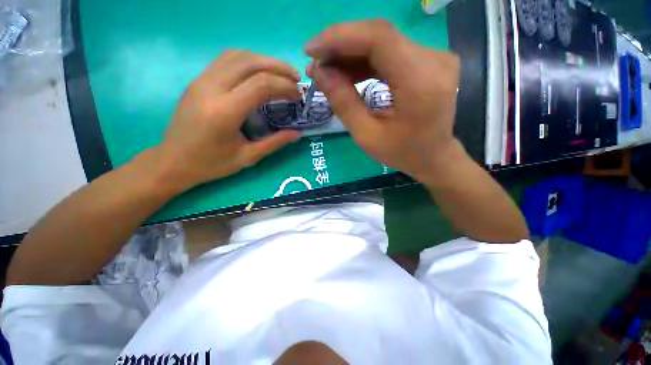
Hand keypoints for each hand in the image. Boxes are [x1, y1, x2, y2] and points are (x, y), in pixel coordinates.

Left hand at [156, 51, 301, 190]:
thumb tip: (297, 134)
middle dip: (279, 67)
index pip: (261, 84)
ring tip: (281, 74)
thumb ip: (275, 143)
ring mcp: (201, 80)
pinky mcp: (198, 80)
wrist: (173, 161)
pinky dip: (249, 61)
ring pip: (237, 56)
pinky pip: (226, 60)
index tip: (298, 95)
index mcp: (225, 111)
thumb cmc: (211, 163)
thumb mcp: (248, 157)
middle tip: (296, 79)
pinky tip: (259, 73)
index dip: (284, 86)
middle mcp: (211, 88)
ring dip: (264, 61)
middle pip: (251, 62)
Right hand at [305, 20, 461, 182]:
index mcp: (420, 83)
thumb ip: (344, 104)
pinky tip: (347, 72)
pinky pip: (391, 52)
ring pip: (383, 42)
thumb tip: (320, 73)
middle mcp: (434, 60)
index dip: (340, 37)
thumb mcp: (367, 137)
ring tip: (328, 71)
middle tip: (316, 64)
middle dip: (341, 46)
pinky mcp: (429, 61)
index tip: (311, 50)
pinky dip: (365, 60)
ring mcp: (435, 57)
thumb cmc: (402, 153)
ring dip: (351, 54)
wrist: (434, 156)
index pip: (379, 38)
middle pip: (379, 36)